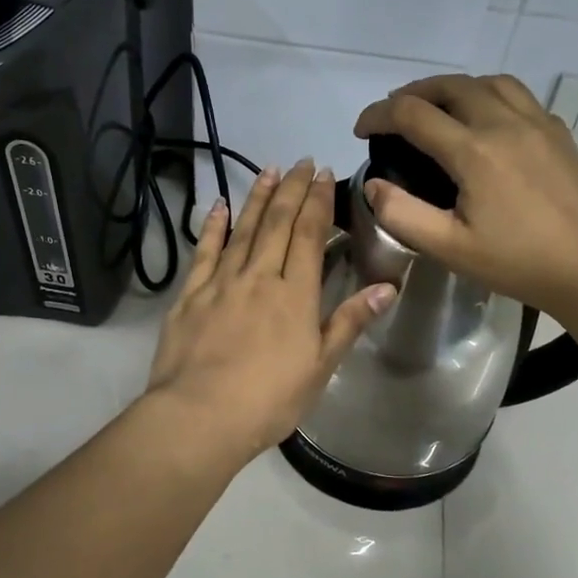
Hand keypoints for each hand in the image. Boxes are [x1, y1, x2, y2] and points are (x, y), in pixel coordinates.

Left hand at [146, 161, 395, 460]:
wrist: (201, 416)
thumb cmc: (269, 400)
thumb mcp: (320, 367)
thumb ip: (349, 322)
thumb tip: (387, 287)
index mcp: (294, 295)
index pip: (308, 235)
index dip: (317, 202)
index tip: (323, 175)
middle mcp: (258, 277)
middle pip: (277, 223)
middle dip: (291, 189)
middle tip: (301, 162)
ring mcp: (221, 283)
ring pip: (243, 230)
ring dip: (257, 197)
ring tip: (267, 169)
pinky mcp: (190, 296)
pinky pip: (204, 252)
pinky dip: (213, 226)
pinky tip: (219, 206)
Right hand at [353, 74, 577, 315]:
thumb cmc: (520, 263)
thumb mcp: (450, 248)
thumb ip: (402, 214)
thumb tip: (374, 185)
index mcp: (474, 151)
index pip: (412, 114)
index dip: (378, 115)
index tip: (361, 130)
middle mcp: (505, 123)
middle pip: (450, 86)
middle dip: (413, 93)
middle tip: (393, 115)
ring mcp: (538, 124)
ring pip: (488, 83)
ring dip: (453, 88)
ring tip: (437, 109)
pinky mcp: (559, 134)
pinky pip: (518, 96)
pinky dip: (489, 96)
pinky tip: (486, 123)